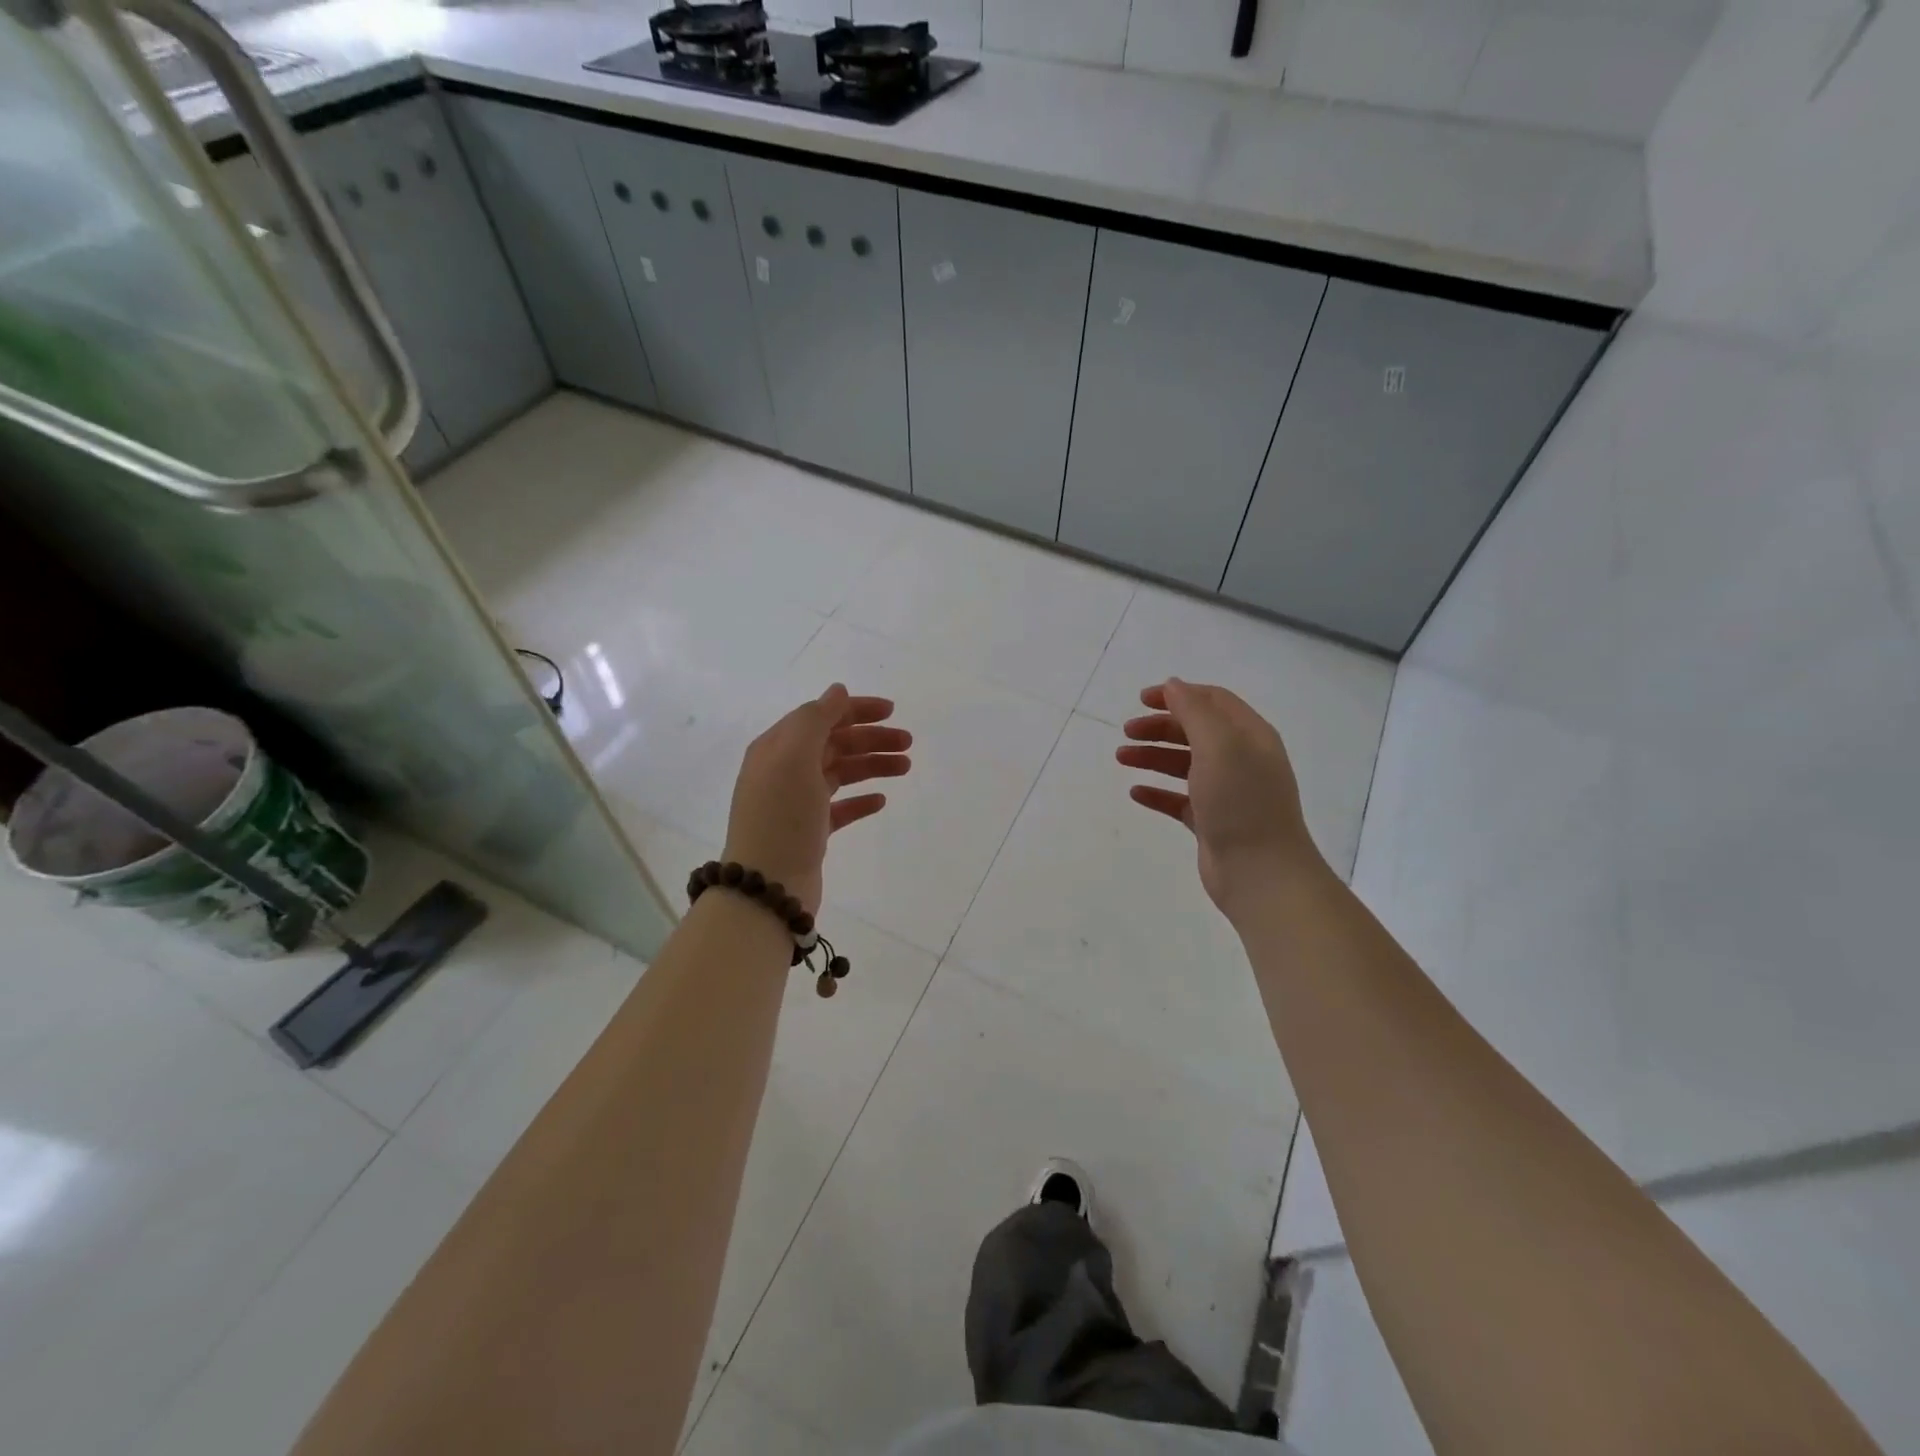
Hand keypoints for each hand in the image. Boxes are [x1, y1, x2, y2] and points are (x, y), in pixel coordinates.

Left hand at [723, 684, 910, 914]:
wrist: (767, 885)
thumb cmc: (781, 815)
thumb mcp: (795, 756)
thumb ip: (816, 718)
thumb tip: (837, 691)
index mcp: (777, 747)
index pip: (820, 716)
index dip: (855, 710)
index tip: (891, 712)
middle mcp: (785, 770)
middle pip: (834, 743)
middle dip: (871, 739)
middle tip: (908, 744)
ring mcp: (797, 802)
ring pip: (841, 773)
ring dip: (872, 765)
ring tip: (905, 768)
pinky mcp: (810, 831)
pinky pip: (840, 807)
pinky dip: (861, 800)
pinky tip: (881, 800)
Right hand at [1117, 678, 1322, 918]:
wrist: (1260, 872)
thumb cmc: (1241, 801)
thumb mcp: (1219, 745)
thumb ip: (1194, 711)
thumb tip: (1173, 685)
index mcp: (1250, 736)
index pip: (1213, 701)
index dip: (1178, 694)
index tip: (1141, 699)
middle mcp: (1241, 760)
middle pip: (1195, 731)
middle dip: (1159, 727)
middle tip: (1126, 732)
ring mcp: (1227, 793)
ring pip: (1184, 764)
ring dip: (1153, 756)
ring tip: (1122, 758)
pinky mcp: (1211, 822)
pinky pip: (1179, 800)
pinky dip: (1157, 792)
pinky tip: (1136, 792)